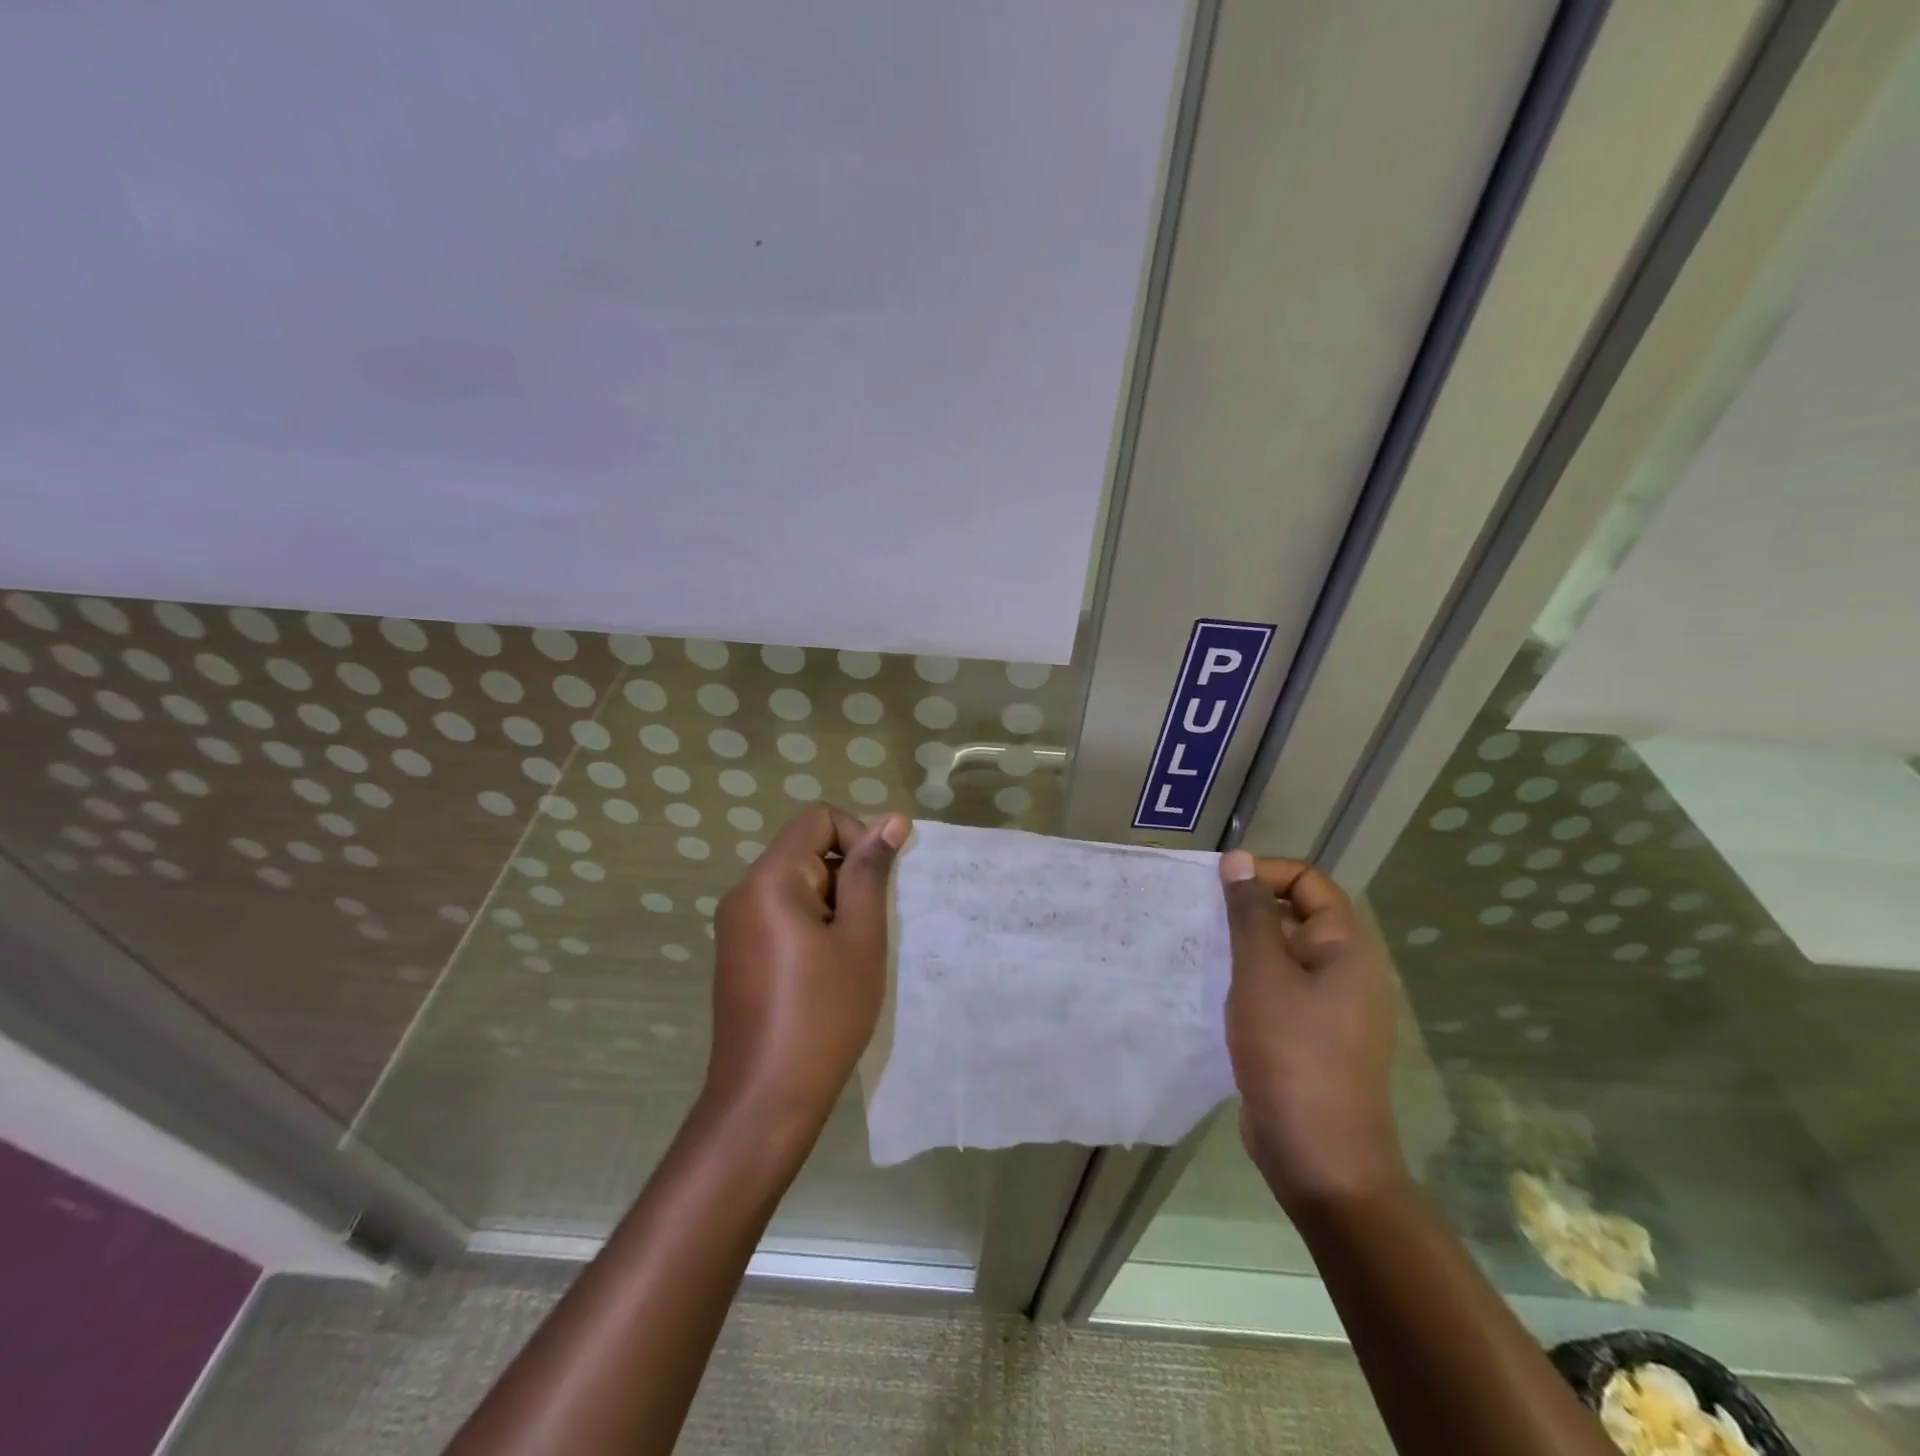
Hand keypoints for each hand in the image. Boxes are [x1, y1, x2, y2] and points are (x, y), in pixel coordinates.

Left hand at [706, 803, 909, 1125]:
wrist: (766, 1098)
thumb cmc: (824, 1013)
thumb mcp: (860, 937)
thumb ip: (871, 873)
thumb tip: (892, 820)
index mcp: (770, 880)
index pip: (818, 818)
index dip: (857, 836)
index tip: (879, 882)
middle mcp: (743, 891)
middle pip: (805, 849)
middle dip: (847, 875)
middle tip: (871, 925)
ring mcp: (735, 924)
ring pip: (796, 883)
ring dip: (833, 902)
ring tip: (853, 951)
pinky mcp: (737, 952)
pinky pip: (780, 913)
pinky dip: (812, 923)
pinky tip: (828, 969)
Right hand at [1219, 850, 1405, 1211]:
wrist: (1319, 1155)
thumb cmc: (1292, 1053)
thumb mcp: (1262, 974)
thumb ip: (1250, 914)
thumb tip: (1239, 860)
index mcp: (1347, 948)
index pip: (1309, 882)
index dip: (1265, 873)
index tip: (1217, 884)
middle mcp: (1346, 971)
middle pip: (1297, 915)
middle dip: (1248, 908)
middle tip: (1199, 914)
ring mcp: (1330, 1007)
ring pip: (1283, 955)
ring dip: (1243, 945)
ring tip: (1198, 947)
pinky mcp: (1310, 1036)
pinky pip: (1279, 989)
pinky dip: (1248, 979)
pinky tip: (1212, 989)